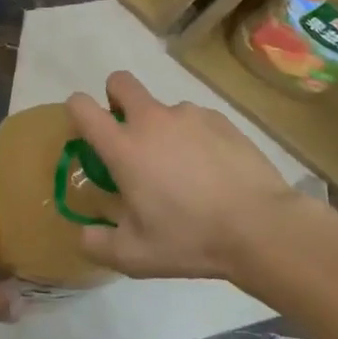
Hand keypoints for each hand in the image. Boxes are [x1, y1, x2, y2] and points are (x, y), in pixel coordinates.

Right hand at [67, 72, 306, 281]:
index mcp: (124, 147)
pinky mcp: (220, 119)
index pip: (82, 106)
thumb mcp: (135, 256)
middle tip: (129, 136)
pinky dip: (194, 137)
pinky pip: (195, 120)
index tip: (85, 131)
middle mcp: (152, 120)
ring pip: (162, 108)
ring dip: (162, 128)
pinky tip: (211, 170)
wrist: (260, 227)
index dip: (76, 111)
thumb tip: (83, 235)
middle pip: (120, 82)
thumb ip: (98, 244)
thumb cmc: (190, 238)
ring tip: (183, 170)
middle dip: (116, 98)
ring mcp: (188, 115)